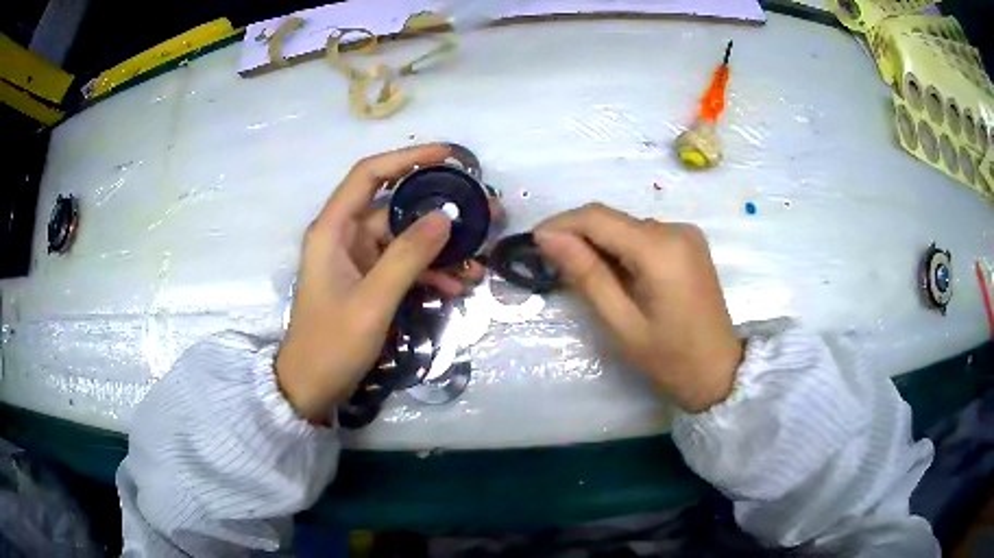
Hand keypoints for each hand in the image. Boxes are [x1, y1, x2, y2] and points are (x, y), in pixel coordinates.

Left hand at [277, 145, 496, 422]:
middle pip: (395, 207)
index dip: (407, 158)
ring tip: (478, 259)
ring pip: (405, 239)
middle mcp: (345, 236)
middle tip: (483, 212)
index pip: (369, 175)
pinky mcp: (368, 280)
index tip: (448, 156)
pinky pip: (403, 265)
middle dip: (439, 210)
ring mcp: (358, 259)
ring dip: (440, 248)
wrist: (312, 388)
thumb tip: (445, 216)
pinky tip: (456, 285)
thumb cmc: (331, 345)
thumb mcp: (371, 302)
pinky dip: (428, 272)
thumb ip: (407, 257)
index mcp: (333, 229)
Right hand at [534, 203, 741, 412]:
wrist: (719, 371)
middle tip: (552, 264)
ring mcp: (686, 234)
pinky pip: (645, 235)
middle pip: (613, 219)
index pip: (598, 217)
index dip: (561, 223)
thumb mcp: (621, 323)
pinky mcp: (689, 243)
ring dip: (600, 243)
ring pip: (627, 226)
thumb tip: (548, 237)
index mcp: (660, 248)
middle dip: (578, 235)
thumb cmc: (669, 357)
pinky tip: (615, 274)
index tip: (534, 242)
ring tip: (583, 275)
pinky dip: (622, 249)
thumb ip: (586, 274)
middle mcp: (675, 229)